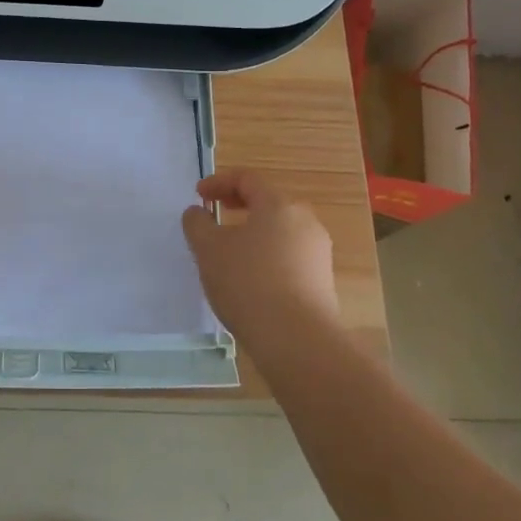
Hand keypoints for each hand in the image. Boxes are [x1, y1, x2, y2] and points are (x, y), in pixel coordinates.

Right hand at [181, 169, 339, 353]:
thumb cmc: (248, 282)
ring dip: (253, 232)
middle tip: (216, 214)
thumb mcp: (208, 249)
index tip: (198, 195)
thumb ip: (197, 223)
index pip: (247, 179)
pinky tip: (251, 280)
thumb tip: (198, 212)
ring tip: (230, 252)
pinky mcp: (322, 281)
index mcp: (278, 205)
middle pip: (268, 202)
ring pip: (280, 231)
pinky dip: (267, 256)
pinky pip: (289, 256)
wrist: (297, 340)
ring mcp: (318, 252)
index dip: (219, 182)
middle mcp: (305, 221)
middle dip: (238, 204)